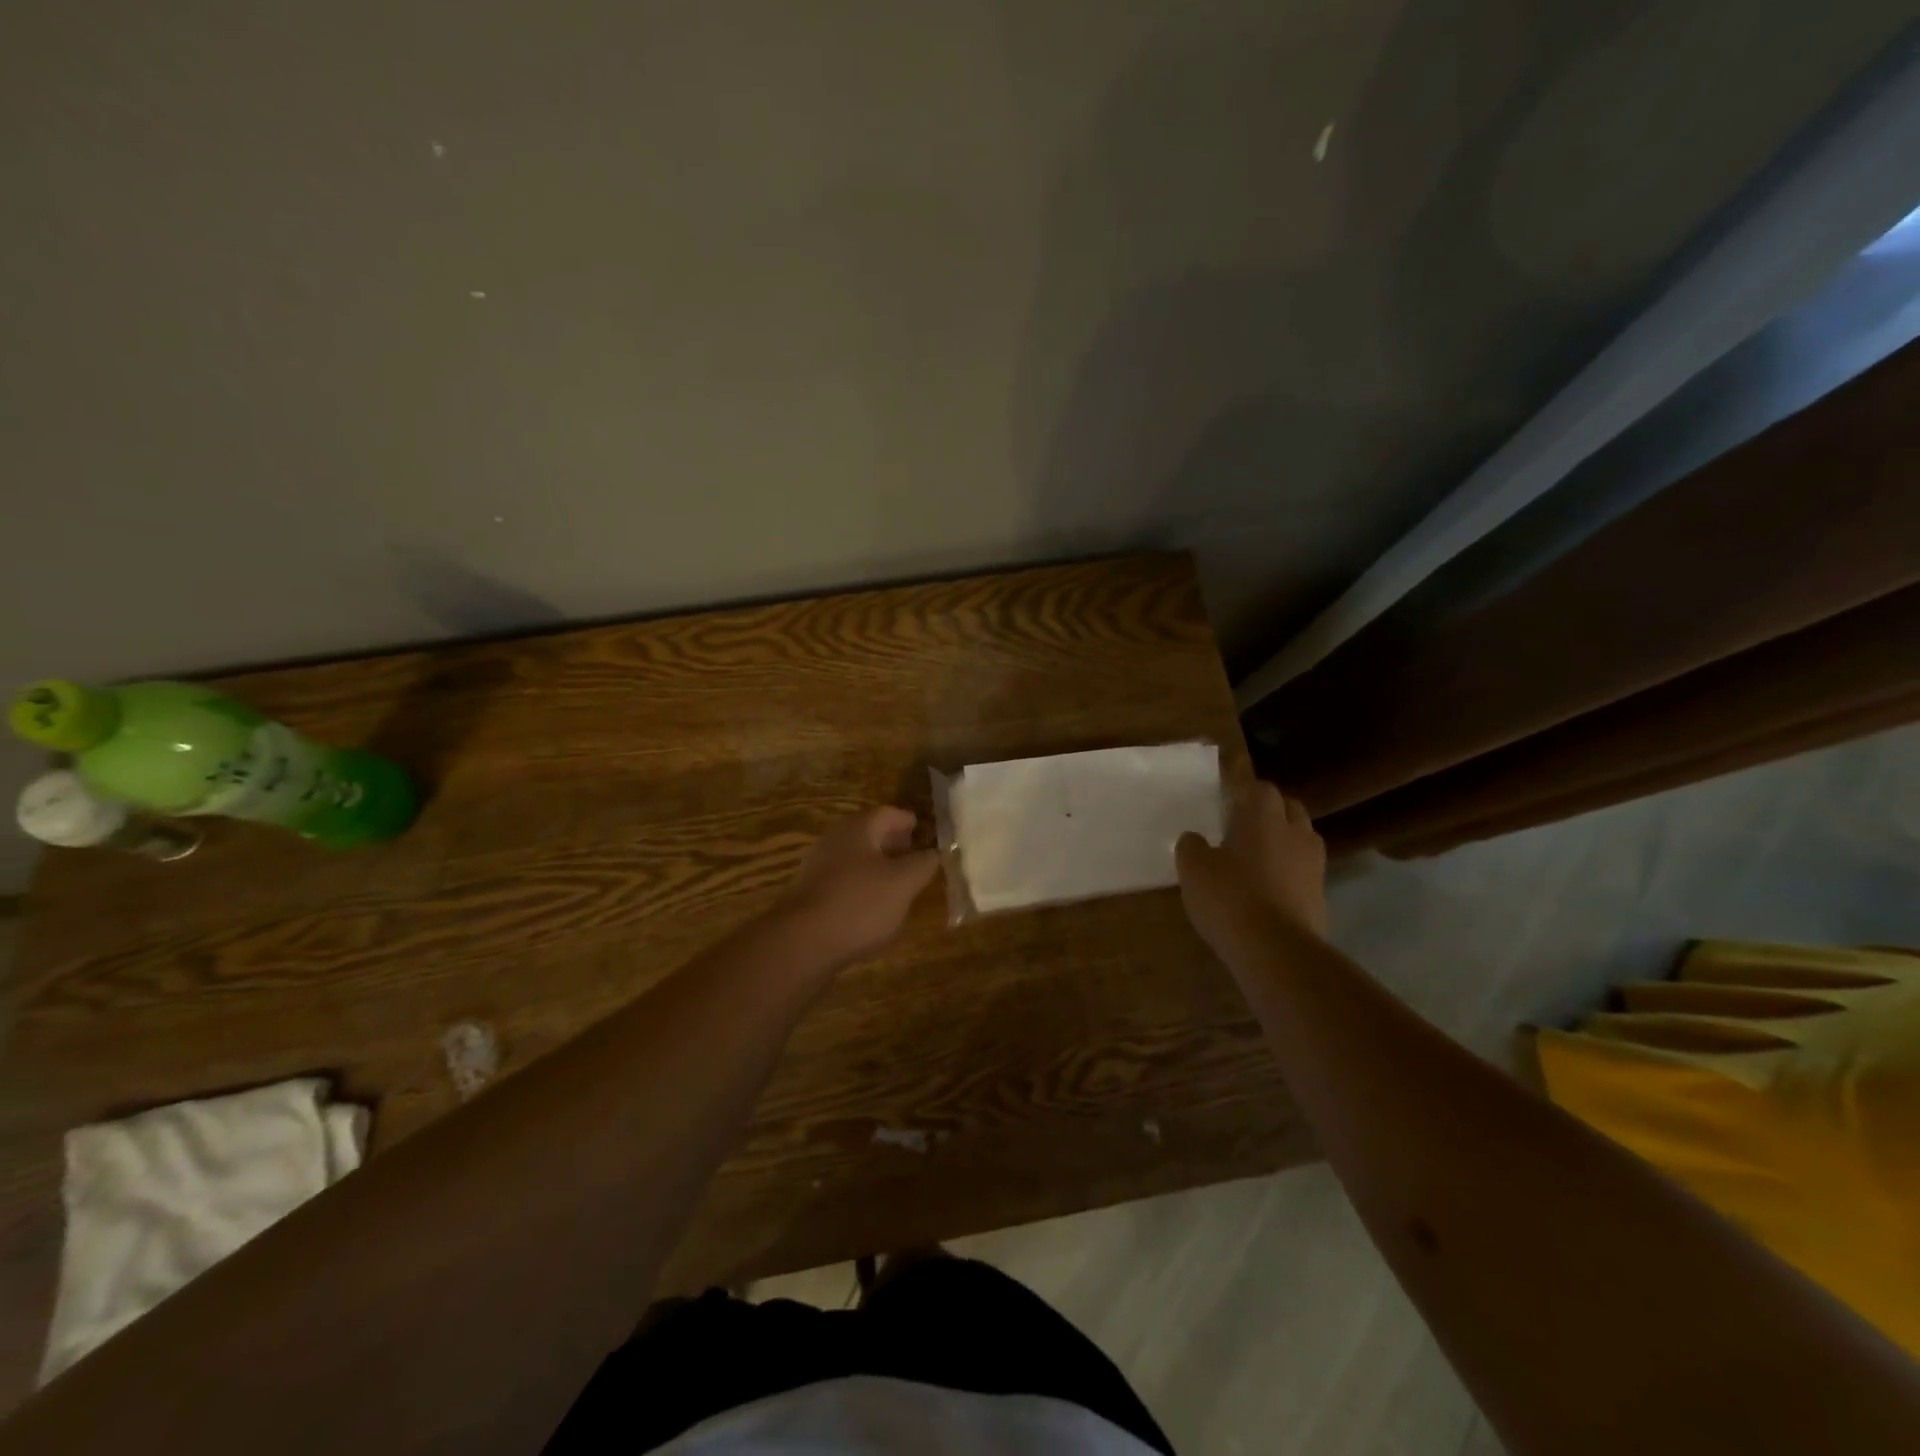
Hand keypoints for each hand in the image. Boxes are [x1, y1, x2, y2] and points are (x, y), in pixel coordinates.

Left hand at [776, 806, 940, 963]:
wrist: (802, 943)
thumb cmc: (859, 903)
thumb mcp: (903, 883)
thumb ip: (923, 864)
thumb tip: (934, 852)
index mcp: (858, 828)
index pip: (889, 813)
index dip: (910, 821)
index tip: (926, 833)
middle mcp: (835, 840)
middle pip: (870, 834)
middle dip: (894, 844)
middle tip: (916, 858)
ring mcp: (819, 868)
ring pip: (856, 859)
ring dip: (879, 867)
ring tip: (900, 885)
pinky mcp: (812, 895)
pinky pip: (844, 882)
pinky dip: (863, 887)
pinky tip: (874, 908)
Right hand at [1176, 782, 1328, 952]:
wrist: (1276, 951)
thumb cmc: (1230, 897)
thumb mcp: (1193, 869)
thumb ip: (1192, 847)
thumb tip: (1195, 839)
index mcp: (1263, 818)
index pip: (1261, 788)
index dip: (1245, 794)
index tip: (1227, 806)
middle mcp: (1295, 834)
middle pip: (1290, 810)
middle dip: (1271, 815)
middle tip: (1243, 831)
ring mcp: (1313, 867)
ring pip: (1301, 842)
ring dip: (1284, 846)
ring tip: (1257, 863)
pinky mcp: (1320, 898)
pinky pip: (1304, 875)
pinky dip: (1289, 878)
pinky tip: (1266, 895)